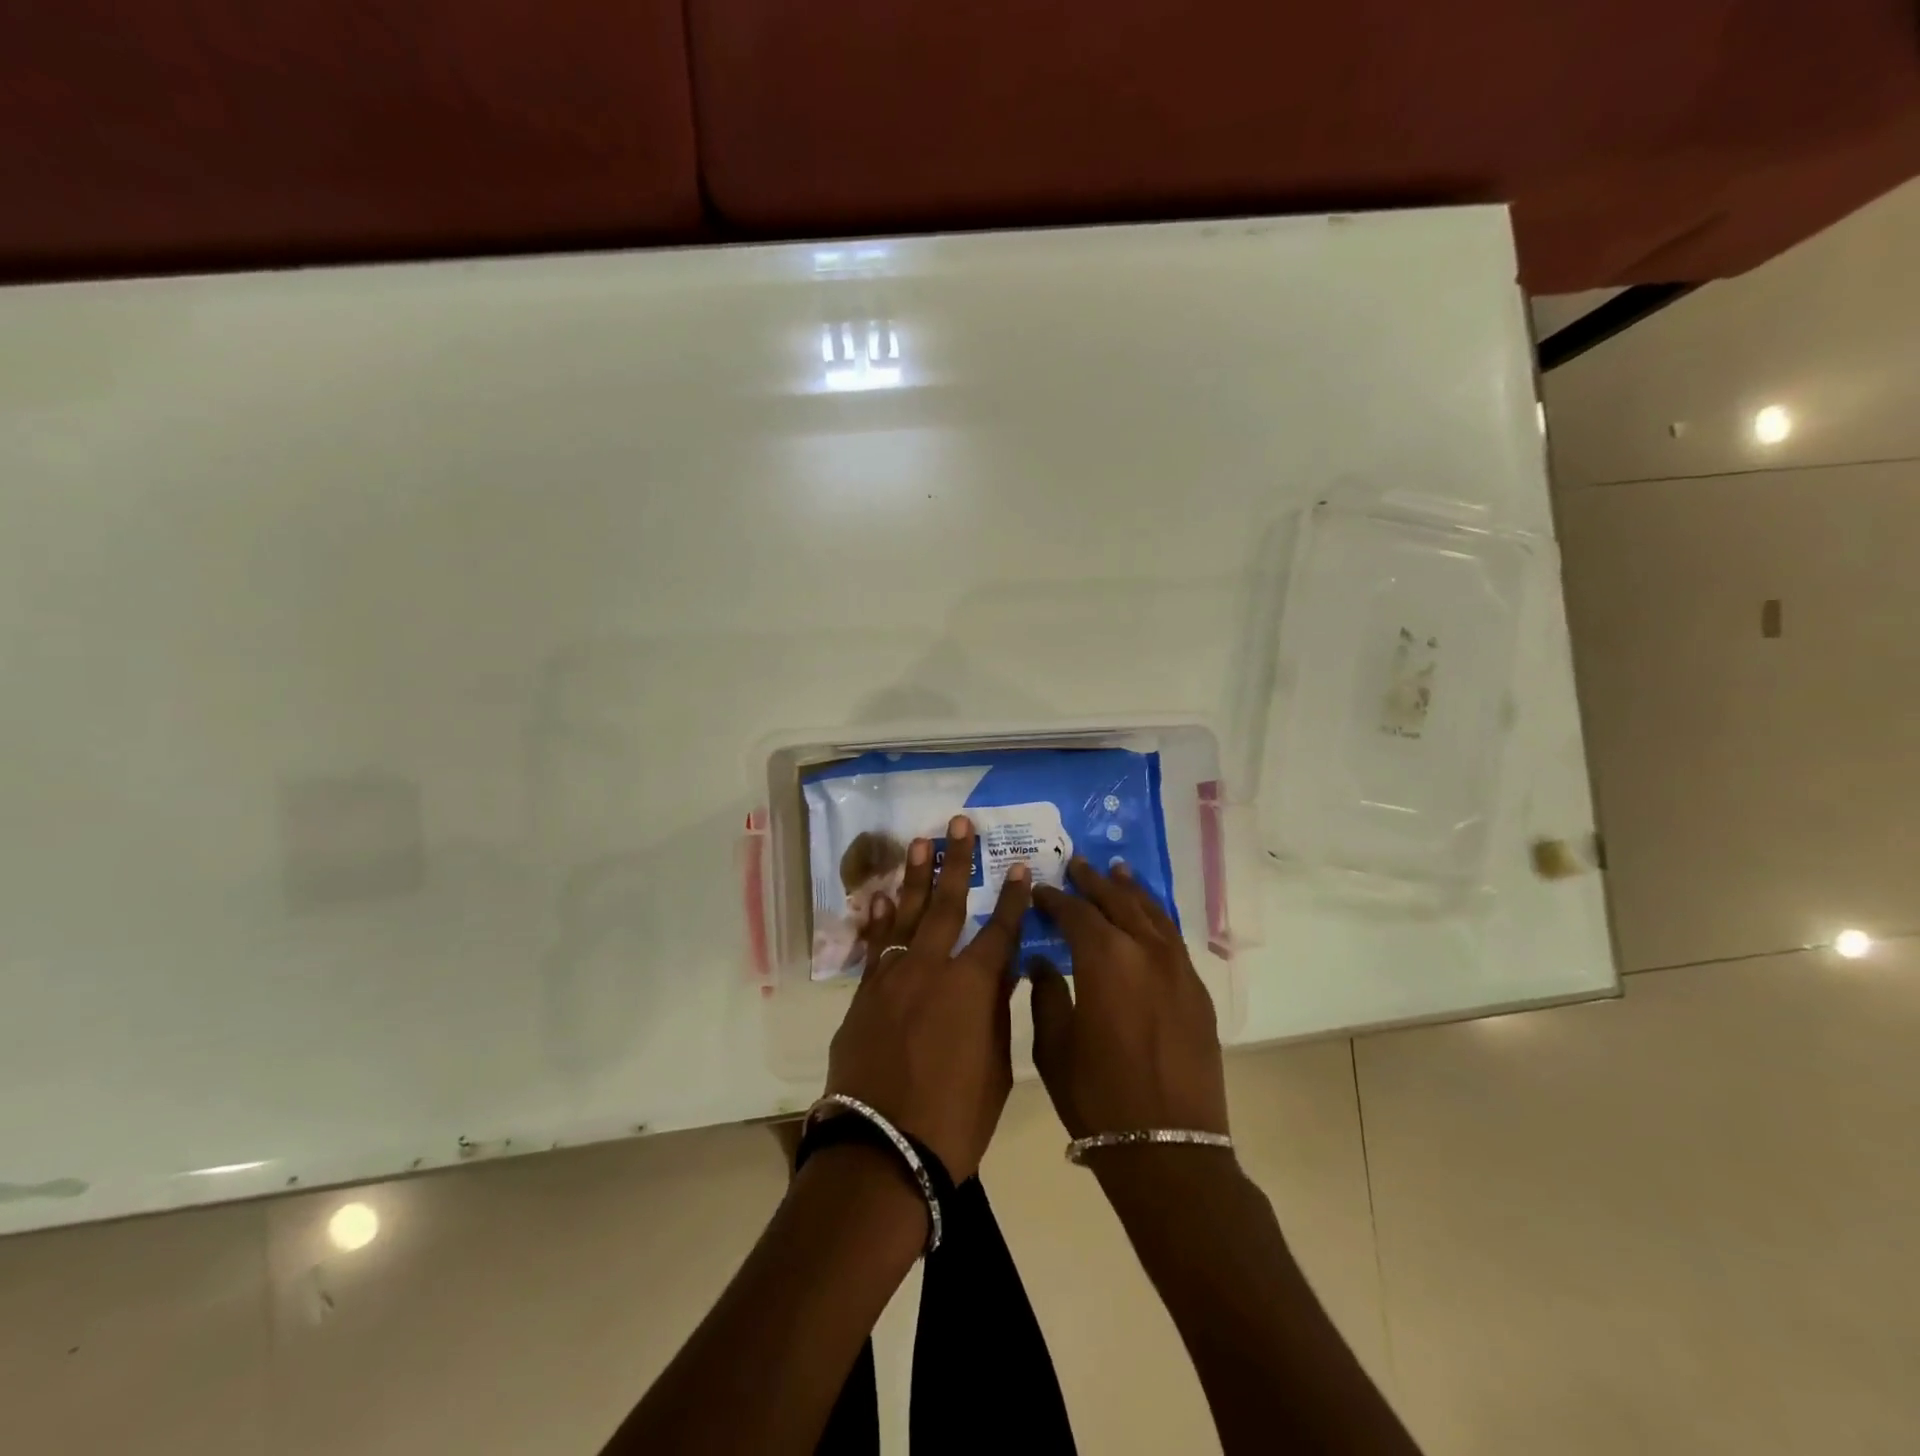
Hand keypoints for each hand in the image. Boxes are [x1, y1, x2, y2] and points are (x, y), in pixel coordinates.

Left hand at [823, 815, 1031, 1182]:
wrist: (883, 1151)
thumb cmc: (955, 1119)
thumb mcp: (995, 1067)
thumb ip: (996, 1012)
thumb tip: (1003, 973)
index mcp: (972, 986)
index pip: (1000, 930)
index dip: (1013, 898)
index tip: (1021, 868)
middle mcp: (930, 967)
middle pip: (948, 904)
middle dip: (957, 861)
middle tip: (960, 824)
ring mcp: (891, 977)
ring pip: (905, 914)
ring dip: (915, 876)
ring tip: (921, 842)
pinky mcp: (863, 994)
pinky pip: (875, 947)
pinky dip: (879, 920)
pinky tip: (880, 897)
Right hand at [1029, 859, 1228, 1140]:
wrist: (1169, 1149)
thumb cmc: (1098, 1098)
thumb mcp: (1053, 1047)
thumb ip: (1046, 995)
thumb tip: (1042, 963)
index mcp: (1105, 959)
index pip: (1076, 914)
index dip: (1055, 900)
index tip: (1040, 891)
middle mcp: (1145, 951)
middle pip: (1117, 902)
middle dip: (1094, 882)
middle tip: (1077, 864)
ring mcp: (1178, 970)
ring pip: (1152, 914)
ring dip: (1131, 892)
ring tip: (1117, 872)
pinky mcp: (1197, 992)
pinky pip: (1172, 939)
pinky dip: (1156, 919)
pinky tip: (1147, 917)